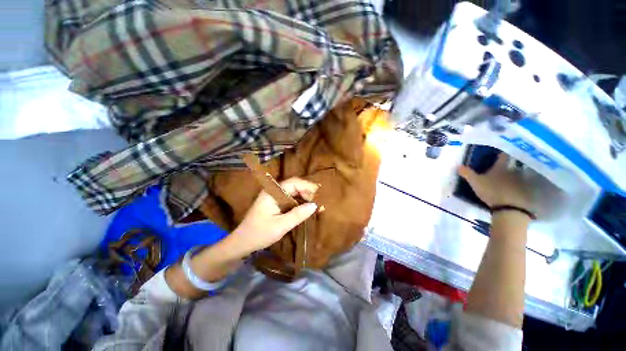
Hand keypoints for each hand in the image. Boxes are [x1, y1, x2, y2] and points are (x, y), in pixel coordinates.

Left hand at [231, 177, 318, 254]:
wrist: (242, 242)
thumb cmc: (259, 233)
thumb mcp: (281, 226)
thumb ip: (298, 214)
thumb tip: (315, 205)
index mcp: (272, 192)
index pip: (294, 183)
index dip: (308, 186)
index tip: (320, 195)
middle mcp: (273, 191)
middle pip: (294, 186)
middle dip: (308, 192)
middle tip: (319, 203)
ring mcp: (274, 197)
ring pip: (293, 192)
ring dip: (305, 198)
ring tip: (316, 206)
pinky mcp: (275, 203)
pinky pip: (290, 199)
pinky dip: (299, 203)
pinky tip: (306, 209)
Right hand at [458, 153, 533, 211]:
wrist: (510, 208)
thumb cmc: (491, 191)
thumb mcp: (475, 182)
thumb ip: (467, 174)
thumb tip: (459, 166)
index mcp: (500, 168)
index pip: (502, 156)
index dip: (501, 153)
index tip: (501, 151)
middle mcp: (513, 171)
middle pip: (512, 165)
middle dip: (509, 166)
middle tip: (504, 168)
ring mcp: (521, 181)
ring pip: (518, 175)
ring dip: (515, 176)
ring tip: (509, 180)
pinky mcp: (526, 191)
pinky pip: (523, 186)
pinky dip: (519, 187)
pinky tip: (515, 191)